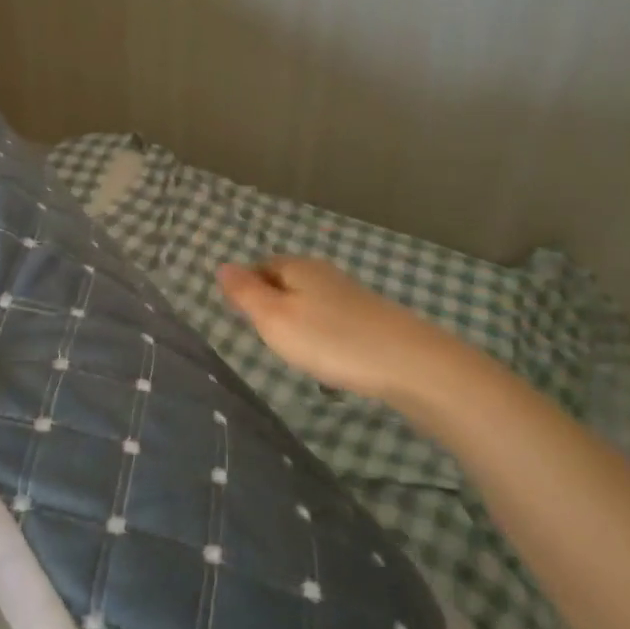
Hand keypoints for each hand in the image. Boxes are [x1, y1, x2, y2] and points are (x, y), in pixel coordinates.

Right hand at [216, 256, 435, 401]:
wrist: (408, 363)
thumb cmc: (330, 339)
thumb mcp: (274, 318)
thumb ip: (245, 293)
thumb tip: (221, 265)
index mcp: (297, 267)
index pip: (259, 267)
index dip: (245, 289)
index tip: (241, 319)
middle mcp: (324, 273)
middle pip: (285, 282)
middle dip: (271, 304)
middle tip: (264, 338)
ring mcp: (351, 295)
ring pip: (309, 301)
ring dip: (297, 321)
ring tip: (293, 351)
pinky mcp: (371, 318)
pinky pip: (331, 319)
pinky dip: (321, 334)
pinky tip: (326, 356)